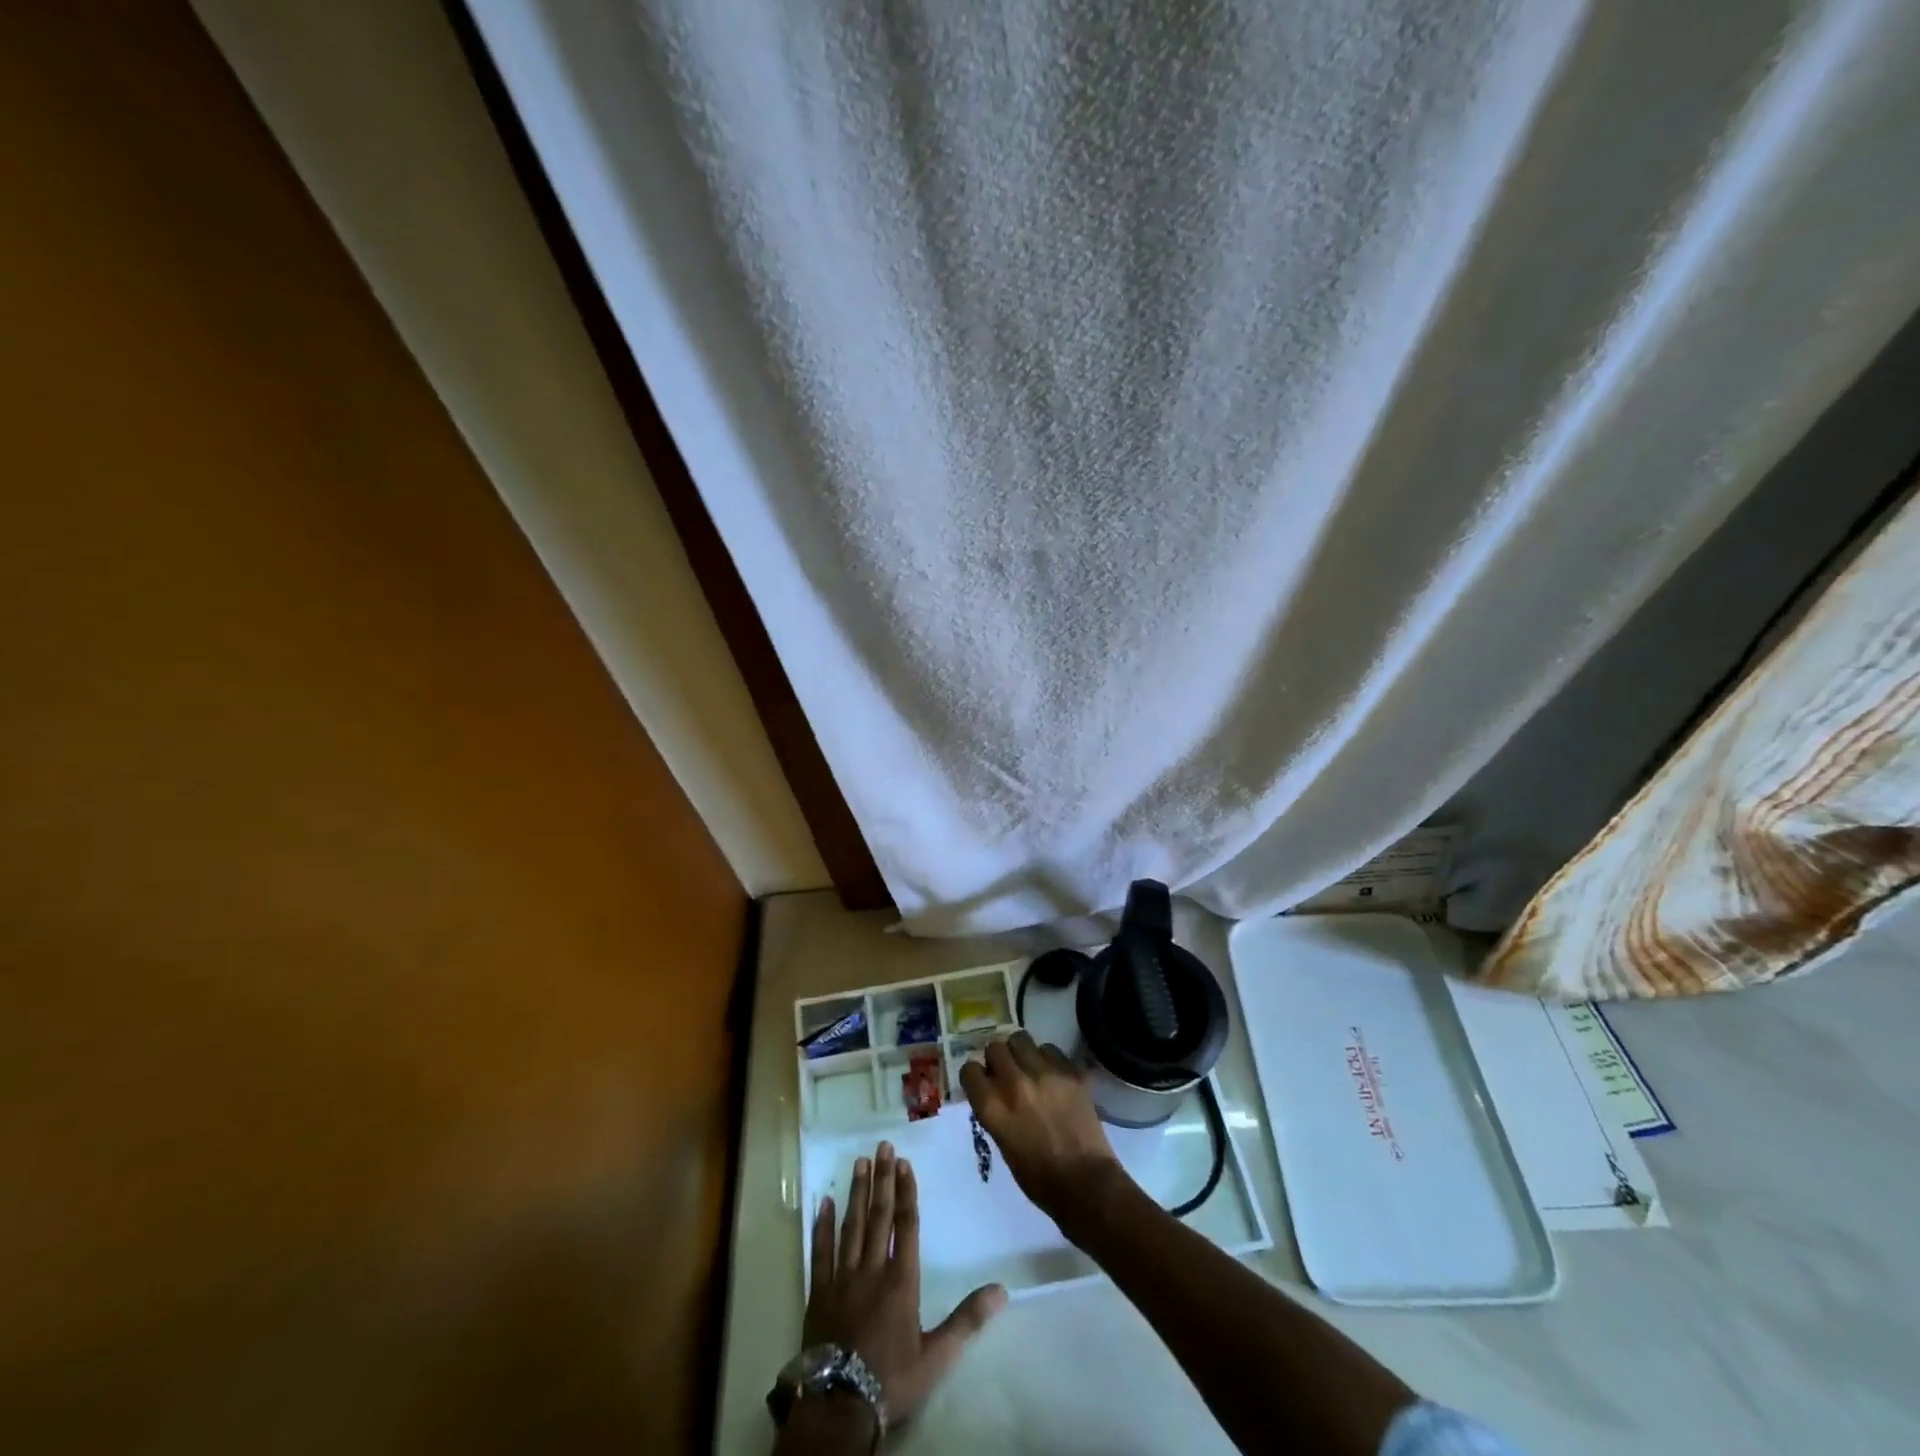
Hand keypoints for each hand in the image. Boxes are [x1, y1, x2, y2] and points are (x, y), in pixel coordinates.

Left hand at [803, 1141, 1006, 1427]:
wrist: (840, 1406)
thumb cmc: (892, 1379)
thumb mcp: (937, 1356)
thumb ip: (968, 1320)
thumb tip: (1002, 1290)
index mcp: (901, 1281)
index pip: (906, 1225)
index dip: (905, 1192)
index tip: (904, 1163)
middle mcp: (872, 1269)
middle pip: (878, 1216)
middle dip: (882, 1179)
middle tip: (882, 1146)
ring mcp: (842, 1278)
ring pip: (851, 1226)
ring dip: (857, 1193)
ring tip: (860, 1162)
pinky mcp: (819, 1292)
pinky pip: (820, 1252)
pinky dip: (823, 1226)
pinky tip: (824, 1202)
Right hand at [959, 1032, 1131, 1228]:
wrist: (1085, 1183)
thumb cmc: (1038, 1177)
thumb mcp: (1003, 1143)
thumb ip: (995, 1111)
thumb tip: (993, 1090)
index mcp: (993, 1107)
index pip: (969, 1070)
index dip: (975, 1075)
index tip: (982, 1082)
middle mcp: (1014, 1083)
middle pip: (995, 1047)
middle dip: (997, 1058)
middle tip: (1006, 1072)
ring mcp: (1044, 1074)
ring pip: (1021, 1039)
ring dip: (1021, 1052)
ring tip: (1030, 1067)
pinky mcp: (1070, 1071)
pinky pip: (1050, 1049)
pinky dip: (1048, 1058)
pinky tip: (1053, 1075)